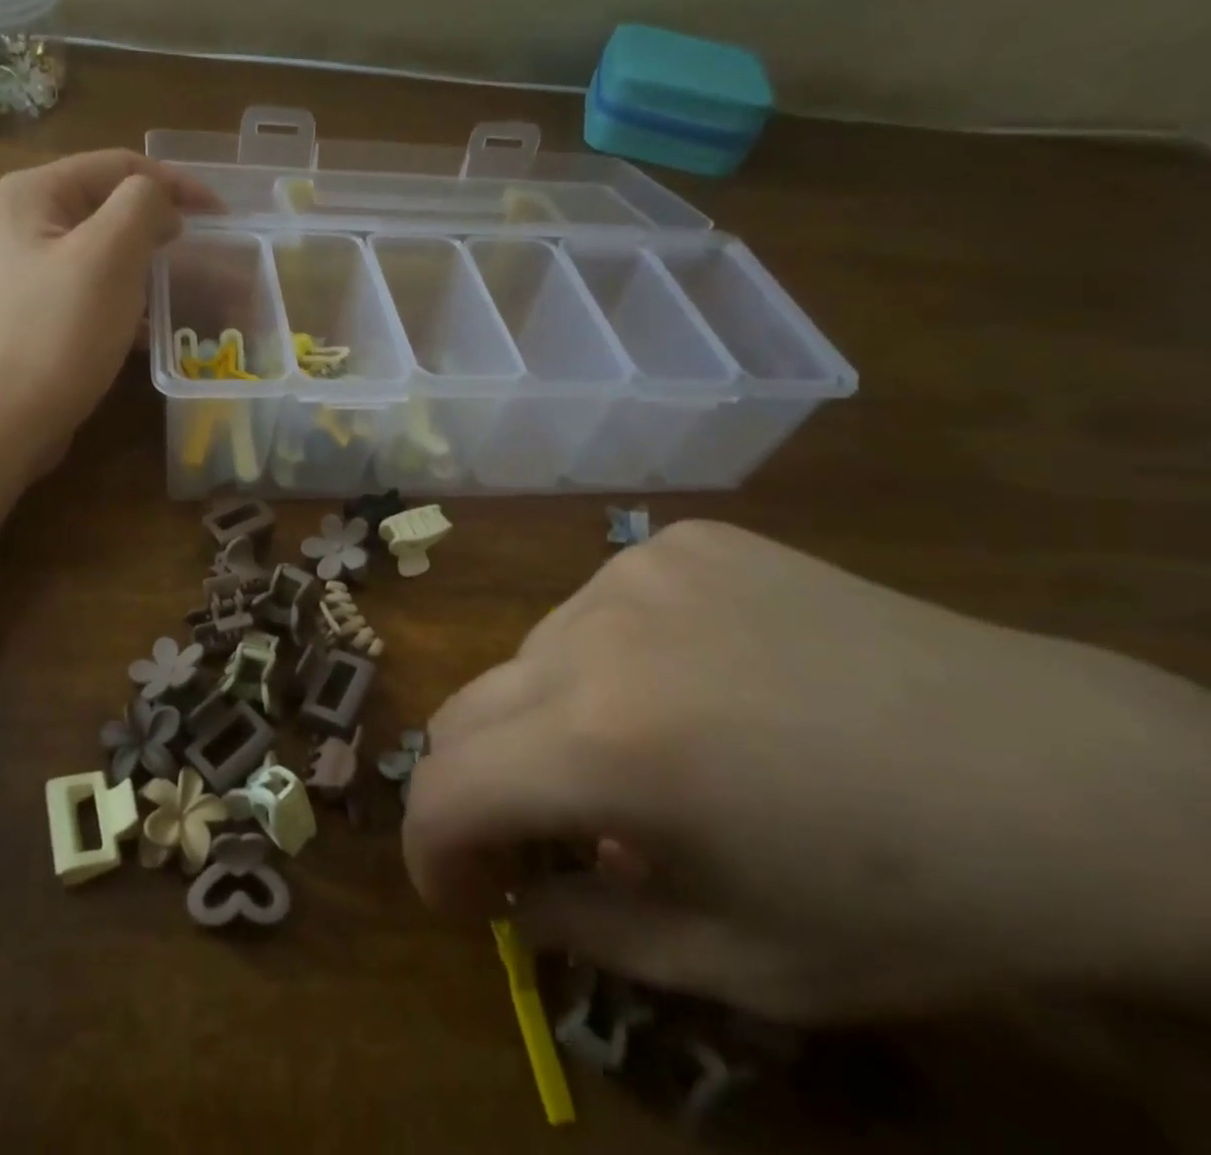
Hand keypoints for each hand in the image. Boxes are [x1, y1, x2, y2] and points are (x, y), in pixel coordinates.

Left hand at [0, 149, 219, 472]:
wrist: (2, 419)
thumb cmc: (59, 332)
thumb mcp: (110, 255)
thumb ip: (143, 205)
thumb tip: (161, 204)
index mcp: (34, 193)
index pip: (119, 166)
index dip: (176, 183)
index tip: (222, 215)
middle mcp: (23, 222)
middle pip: (109, 206)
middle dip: (160, 225)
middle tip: (205, 250)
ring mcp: (25, 270)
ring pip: (103, 252)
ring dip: (146, 265)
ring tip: (184, 287)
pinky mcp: (35, 312)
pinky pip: (91, 289)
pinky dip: (125, 299)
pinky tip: (151, 328)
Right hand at [403, 521, 1210, 1022]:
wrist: (1074, 776)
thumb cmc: (912, 901)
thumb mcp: (739, 964)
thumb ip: (588, 932)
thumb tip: (517, 898)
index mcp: (605, 743)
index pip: (446, 787)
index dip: (431, 850)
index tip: (463, 894)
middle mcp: (594, 632)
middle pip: (466, 709)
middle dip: (477, 787)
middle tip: (534, 840)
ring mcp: (635, 569)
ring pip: (529, 657)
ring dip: (545, 720)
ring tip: (631, 760)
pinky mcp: (678, 540)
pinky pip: (594, 608)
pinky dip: (603, 663)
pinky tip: (687, 686)